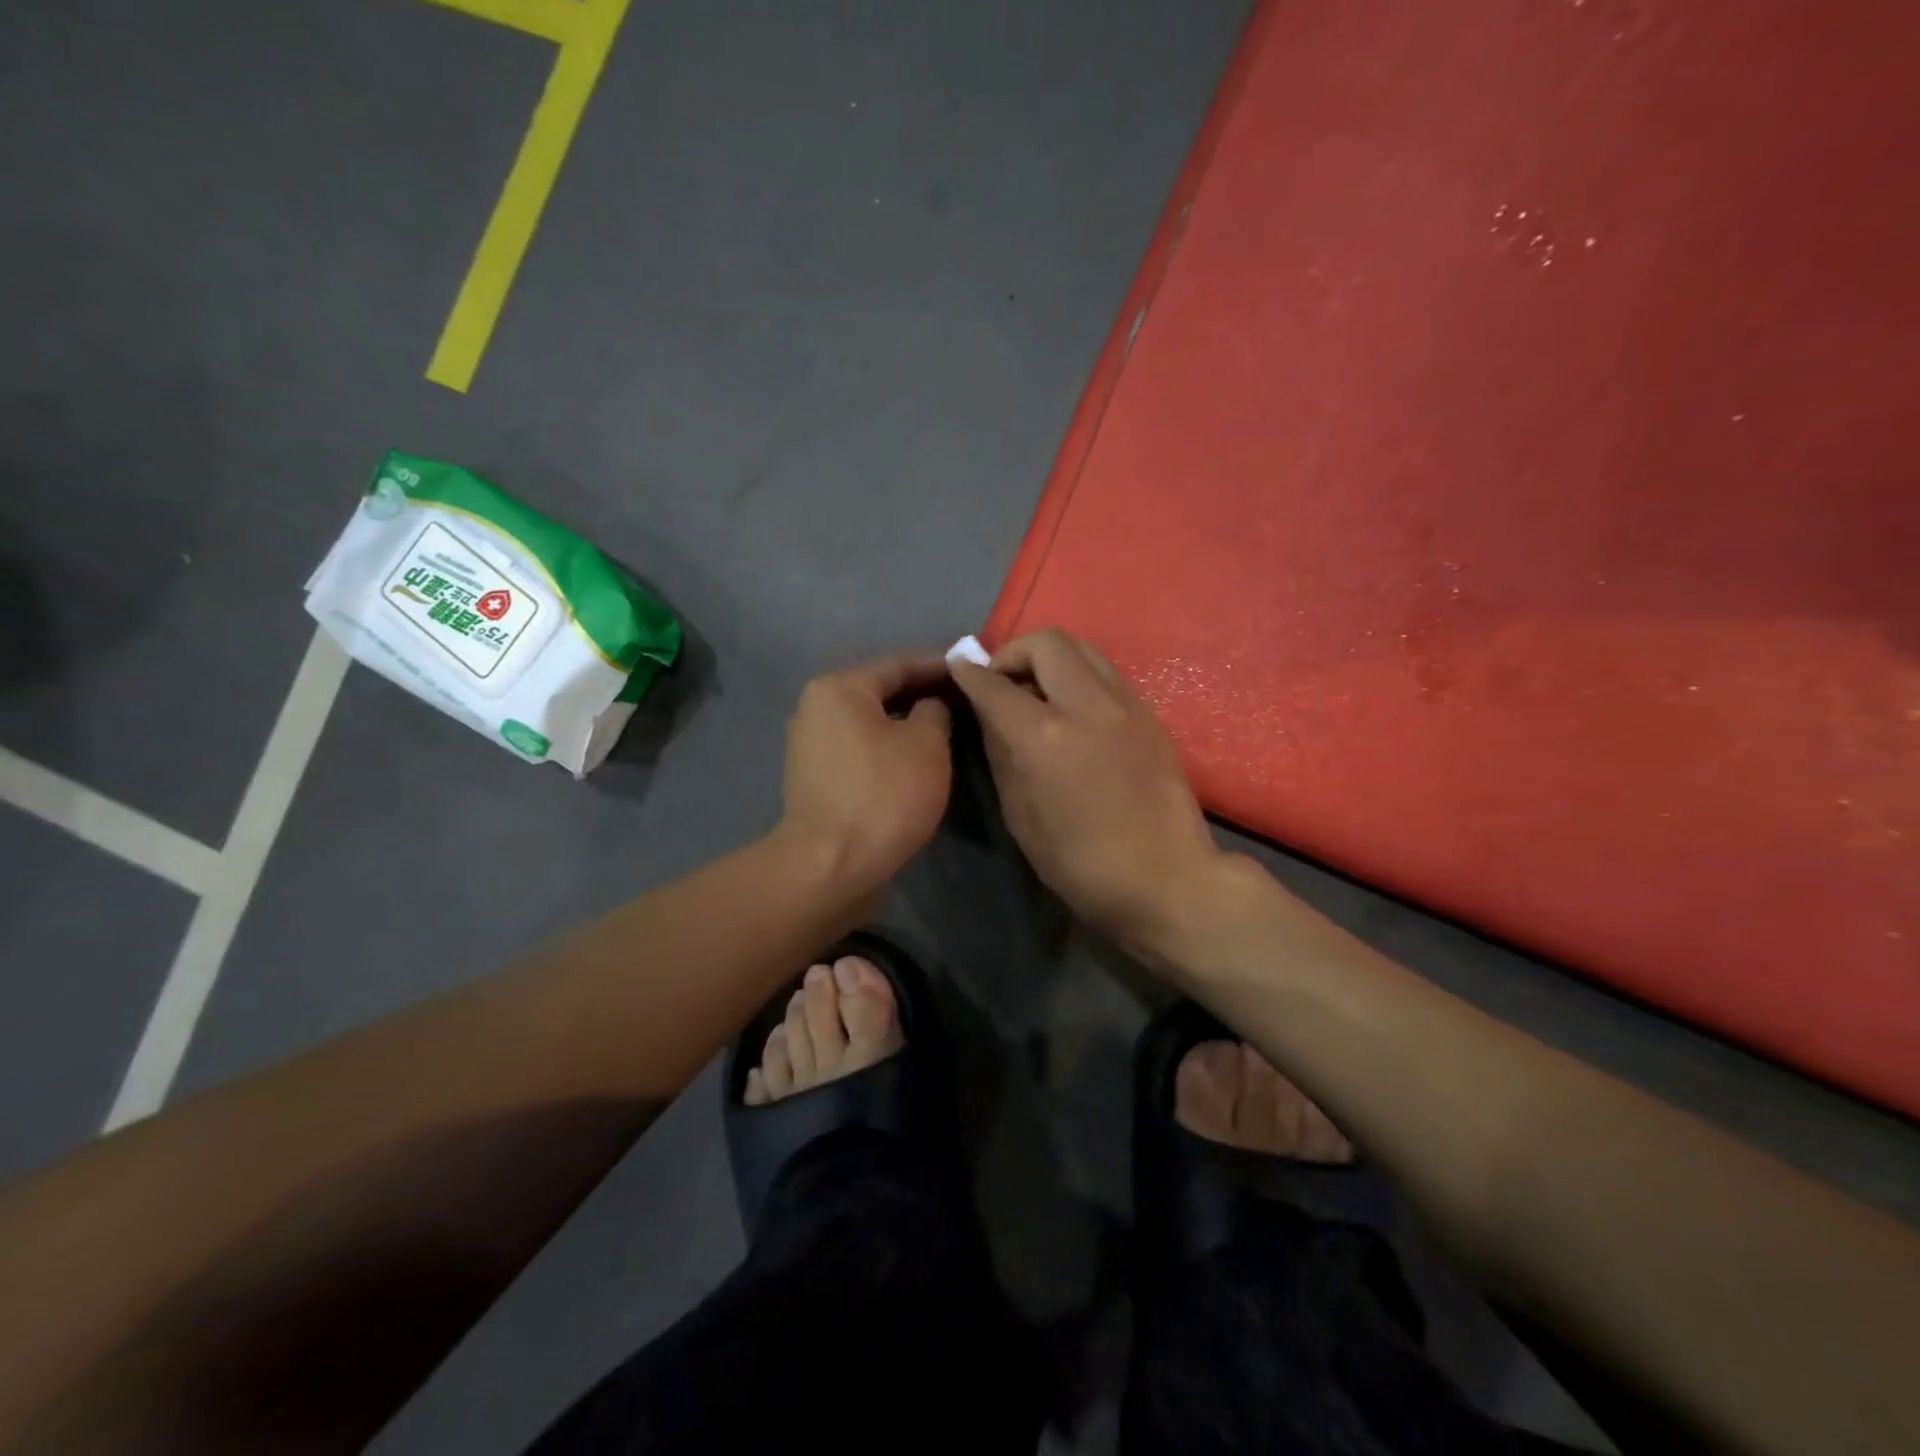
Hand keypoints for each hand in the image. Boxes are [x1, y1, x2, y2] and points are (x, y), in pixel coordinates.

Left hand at [782, 652, 953, 895]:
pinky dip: (889, 749)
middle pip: (880, 692)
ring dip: (906, 724)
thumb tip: (930, 707)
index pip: (898, 664)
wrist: (831, 866)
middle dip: (923, 694)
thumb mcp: (927, 745)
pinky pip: (861, 751)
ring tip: (948, 728)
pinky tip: (917, 760)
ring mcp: (811, 747)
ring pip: (870, 724)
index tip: (972, 668)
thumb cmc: (883, 795)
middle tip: (965, 699)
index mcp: (839, 688)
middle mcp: (816, 709)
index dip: (939, 666)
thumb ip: (935, 712)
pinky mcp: (815, 780)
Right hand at [950, 629, 1222, 948]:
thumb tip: (991, 716)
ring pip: (1082, 648)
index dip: (969, 672)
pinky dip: (1078, 675)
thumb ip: (1001, 754)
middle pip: (1046, 642)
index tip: (959, 668)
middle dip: (1014, 653)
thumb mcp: (1020, 816)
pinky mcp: (1149, 714)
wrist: (1165, 878)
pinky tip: (1072, 709)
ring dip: (1050, 658)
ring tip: (1038, 690)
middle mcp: (1086, 705)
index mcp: (1044, 736)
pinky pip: (1105, 673)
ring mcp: (1125, 704)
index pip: (995, 685)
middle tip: (1003, 681)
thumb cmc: (1080, 863)